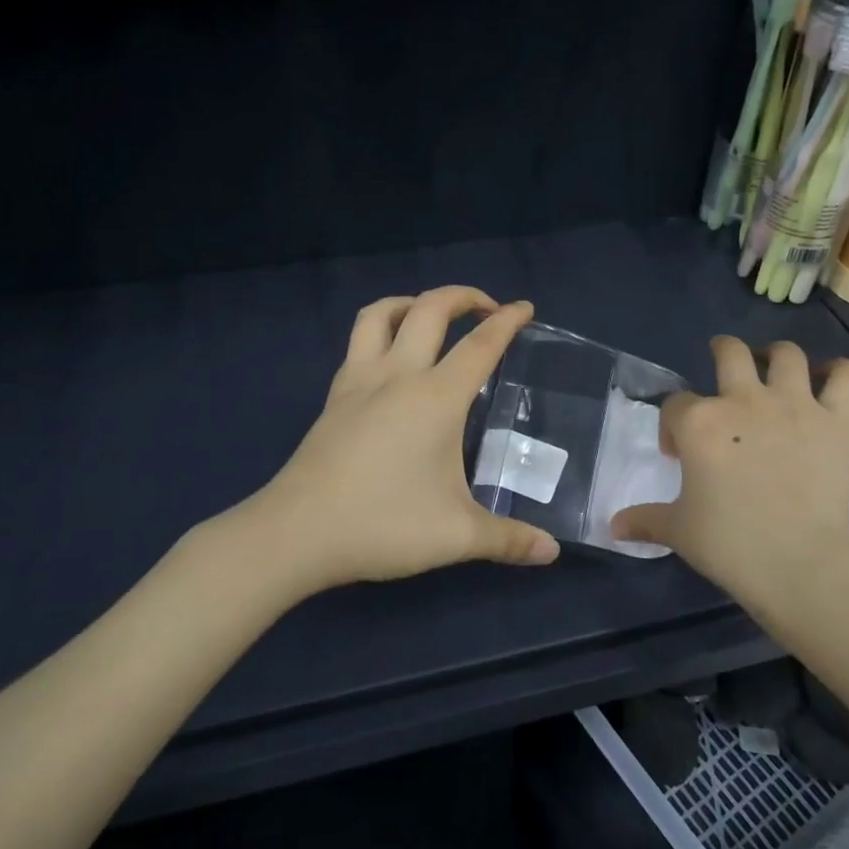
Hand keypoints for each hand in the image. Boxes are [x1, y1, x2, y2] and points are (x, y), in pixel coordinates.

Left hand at [255, 287, 560, 591]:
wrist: (296, 533)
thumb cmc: (383, 525)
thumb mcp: (457, 537)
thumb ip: (509, 540)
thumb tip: (551, 552)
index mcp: (436, 398)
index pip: (481, 345)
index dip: (508, 322)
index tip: (525, 308)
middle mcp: (398, 376)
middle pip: (430, 310)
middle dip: (463, 296)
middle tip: (487, 308)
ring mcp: (358, 383)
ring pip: (381, 314)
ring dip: (412, 302)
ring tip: (432, 316)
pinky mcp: (334, 398)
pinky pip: (357, 343)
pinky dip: (381, 331)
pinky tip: (390, 361)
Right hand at [612, 337, 848, 627]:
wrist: (799, 563)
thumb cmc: (729, 544)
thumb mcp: (677, 531)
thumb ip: (644, 519)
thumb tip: (613, 527)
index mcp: (699, 422)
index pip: (675, 404)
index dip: (671, 426)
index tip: (677, 455)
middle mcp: (744, 400)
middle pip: (730, 352)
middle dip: (721, 352)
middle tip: (722, 368)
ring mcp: (794, 406)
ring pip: (786, 354)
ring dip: (776, 356)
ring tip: (772, 370)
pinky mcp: (836, 421)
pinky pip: (846, 377)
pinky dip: (839, 372)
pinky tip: (828, 380)